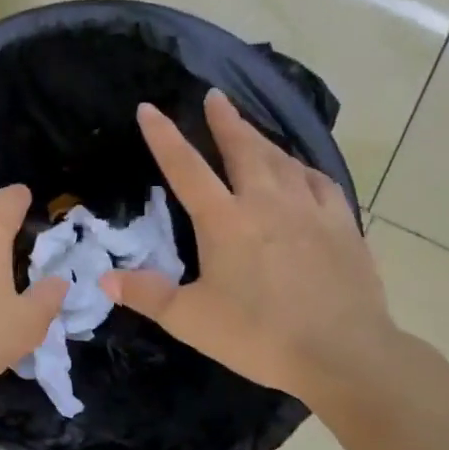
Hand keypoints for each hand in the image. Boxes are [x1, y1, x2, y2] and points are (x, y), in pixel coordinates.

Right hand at [100, 90, 398, 406]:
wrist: (344, 353)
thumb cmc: (259, 336)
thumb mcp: (191, 320)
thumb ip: (147, 295)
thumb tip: (105, 277)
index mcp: (226, 221)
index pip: (187, 168)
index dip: (164, 137)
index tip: (149, 108)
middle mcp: (267, 202)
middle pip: (243, 148)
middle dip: (225, 120)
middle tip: (214, 97)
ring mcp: (310, 209)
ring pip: (282, 159)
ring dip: (261, 139)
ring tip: (249, 130)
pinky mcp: (343, 224)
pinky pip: (319, 181)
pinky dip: (302, 168)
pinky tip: (300, 170)